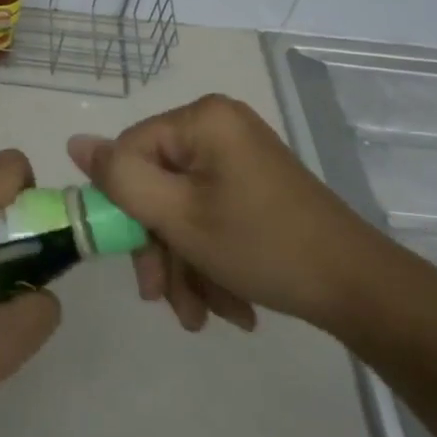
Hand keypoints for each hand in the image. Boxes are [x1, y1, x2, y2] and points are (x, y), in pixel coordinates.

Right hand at [68, 94, 384, 335]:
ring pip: (185, 205)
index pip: (132, 151)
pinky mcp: (256, 183)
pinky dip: (212, 257)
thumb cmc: (263, 245)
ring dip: (185, 263)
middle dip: (161, 249)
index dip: (126, 208)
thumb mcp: (179, 217)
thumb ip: (121, 179)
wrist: (360, 290)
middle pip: (159, 183)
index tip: (138, 266)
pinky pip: (213, 212)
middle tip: (165, 301)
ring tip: (202, 316)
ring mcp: (241, 155)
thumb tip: (75, 143)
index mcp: (202, 119)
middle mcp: (219, 126)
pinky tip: (228, 304)